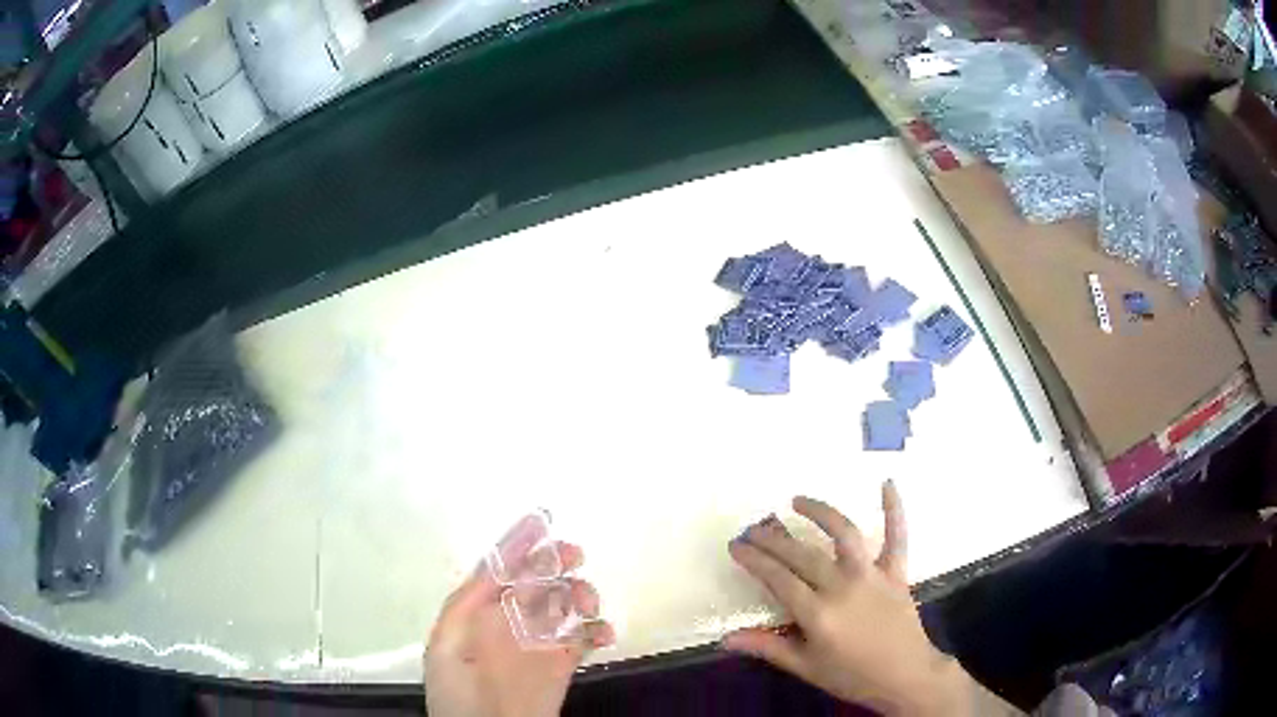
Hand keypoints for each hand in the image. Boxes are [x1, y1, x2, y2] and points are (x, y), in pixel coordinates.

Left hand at [424, 519, 614, 716]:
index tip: (541, 520)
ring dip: (579, 592)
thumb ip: (466, 605)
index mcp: (478, 612)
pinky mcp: (562, 665)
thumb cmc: (457, 693)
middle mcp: (509, 621)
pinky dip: (599, 630)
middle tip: (572, 554)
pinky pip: (585, 638)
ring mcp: (538, 642)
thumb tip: (495, 566)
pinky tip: (603, 632)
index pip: (500, 570)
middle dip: (553, 561)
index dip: (518, 544)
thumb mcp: (447, 645)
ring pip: (563, 603)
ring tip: (586, 599)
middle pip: (535, 580)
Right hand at [723, 482, 1015, 716]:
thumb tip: (726, 638)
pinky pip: (897, 535)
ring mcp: (872, 575)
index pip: (777, 578)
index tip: (737, 545)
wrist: (904, 675)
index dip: (754, 560)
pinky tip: (887, 483)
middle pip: (801, 554)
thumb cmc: (852, 675)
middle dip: (773, 538)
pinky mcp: (896, 571)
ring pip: (844, 534)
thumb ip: (768, 648)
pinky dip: (894, 508)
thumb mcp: (806, 667)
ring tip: (797, 500)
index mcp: (817, 613)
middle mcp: (842, 586)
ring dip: (820, 512)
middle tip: (754, 527)